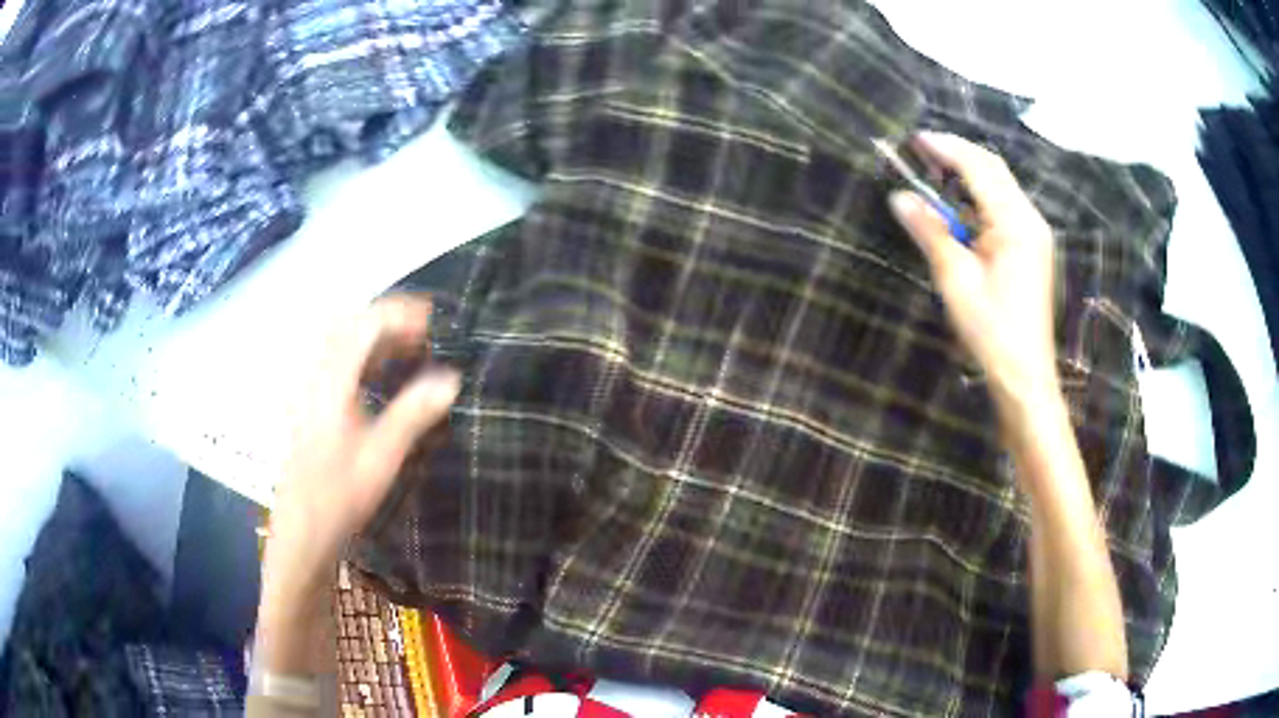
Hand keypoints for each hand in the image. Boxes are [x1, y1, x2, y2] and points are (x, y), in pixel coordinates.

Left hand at [269, 294, 460, 584]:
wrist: (302, 529)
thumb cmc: (340, 494)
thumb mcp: (382, 456)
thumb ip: (413, 413)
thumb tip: (451, 378)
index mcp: (333, 380)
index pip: (367, 324)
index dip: (402, 314)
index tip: (436, 322)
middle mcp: (318, 375)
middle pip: (352, 324)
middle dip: (391, 319)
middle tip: (427, 332)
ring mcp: (311, 388)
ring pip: (343, 342)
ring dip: (377, 336)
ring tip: (411, 347)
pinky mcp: (310, 404)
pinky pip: (338, 361)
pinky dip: (364, 355)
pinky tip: (382, 374)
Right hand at [888, 131, 1057, 404]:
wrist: (1024, 373)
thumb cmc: (991, 329)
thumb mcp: (956, 279)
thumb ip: (931, 231)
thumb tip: (900, 197)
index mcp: (1015, 222)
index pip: (979, 168)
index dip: (946, 148)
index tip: (915, 139)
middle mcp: (1030, 219)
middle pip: (993, 169)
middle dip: (958, 154)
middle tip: (922, 152)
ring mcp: (1034, 233)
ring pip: (1000, 186)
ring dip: (968, 173)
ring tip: (935, 173)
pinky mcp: (1032, 248)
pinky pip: (1005, 206)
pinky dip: (979, 196)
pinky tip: (960, 205)